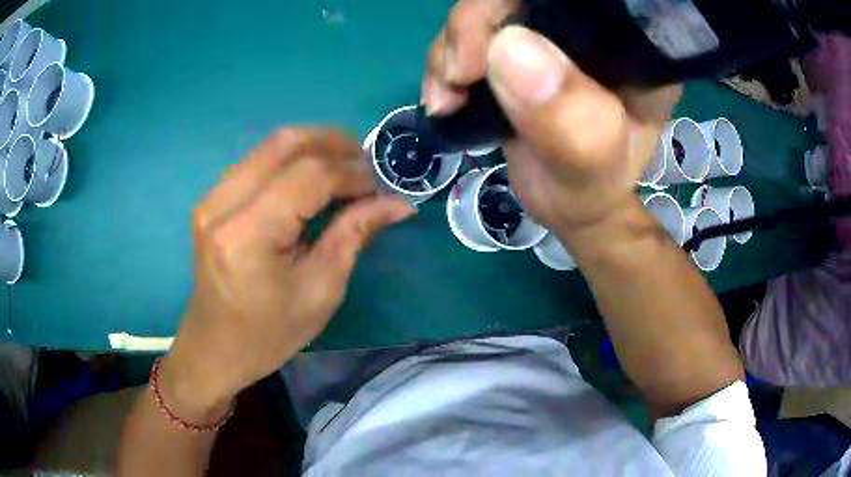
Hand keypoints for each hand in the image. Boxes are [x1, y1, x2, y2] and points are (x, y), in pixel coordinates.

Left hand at [160, 129, 414, 418]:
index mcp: (248, 235)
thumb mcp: (320, 291)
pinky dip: (292, 159)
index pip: (308, 176)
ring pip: (270, 145)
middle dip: (334, 144)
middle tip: (366, 164)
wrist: (215, 347)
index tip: (380, 185)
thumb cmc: (268, 334)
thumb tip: (398, 203)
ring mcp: (211, 198)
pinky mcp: (211, 199)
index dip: (351, 172)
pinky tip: (312, 176)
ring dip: (314, 146)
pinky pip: (257, 161)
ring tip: (346, 167)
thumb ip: (354, 234)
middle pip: (286, 143)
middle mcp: (222, 205)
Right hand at [423, 0, 680, 232]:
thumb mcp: (590, 168)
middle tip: (457, 77)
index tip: (492, 45)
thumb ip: (570, 121)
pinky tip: (445, 95)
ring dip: (452, 46)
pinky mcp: (518, 44)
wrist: (566, 199)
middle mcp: (592, 28)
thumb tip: (507, 47)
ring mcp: (552, 33)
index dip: (524, 4)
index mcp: (631, 47)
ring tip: (447, 98)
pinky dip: (445, 58)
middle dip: (477, 24)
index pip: (586, 1)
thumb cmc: (590, 188)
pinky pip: (470, 30)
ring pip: (489, 8)